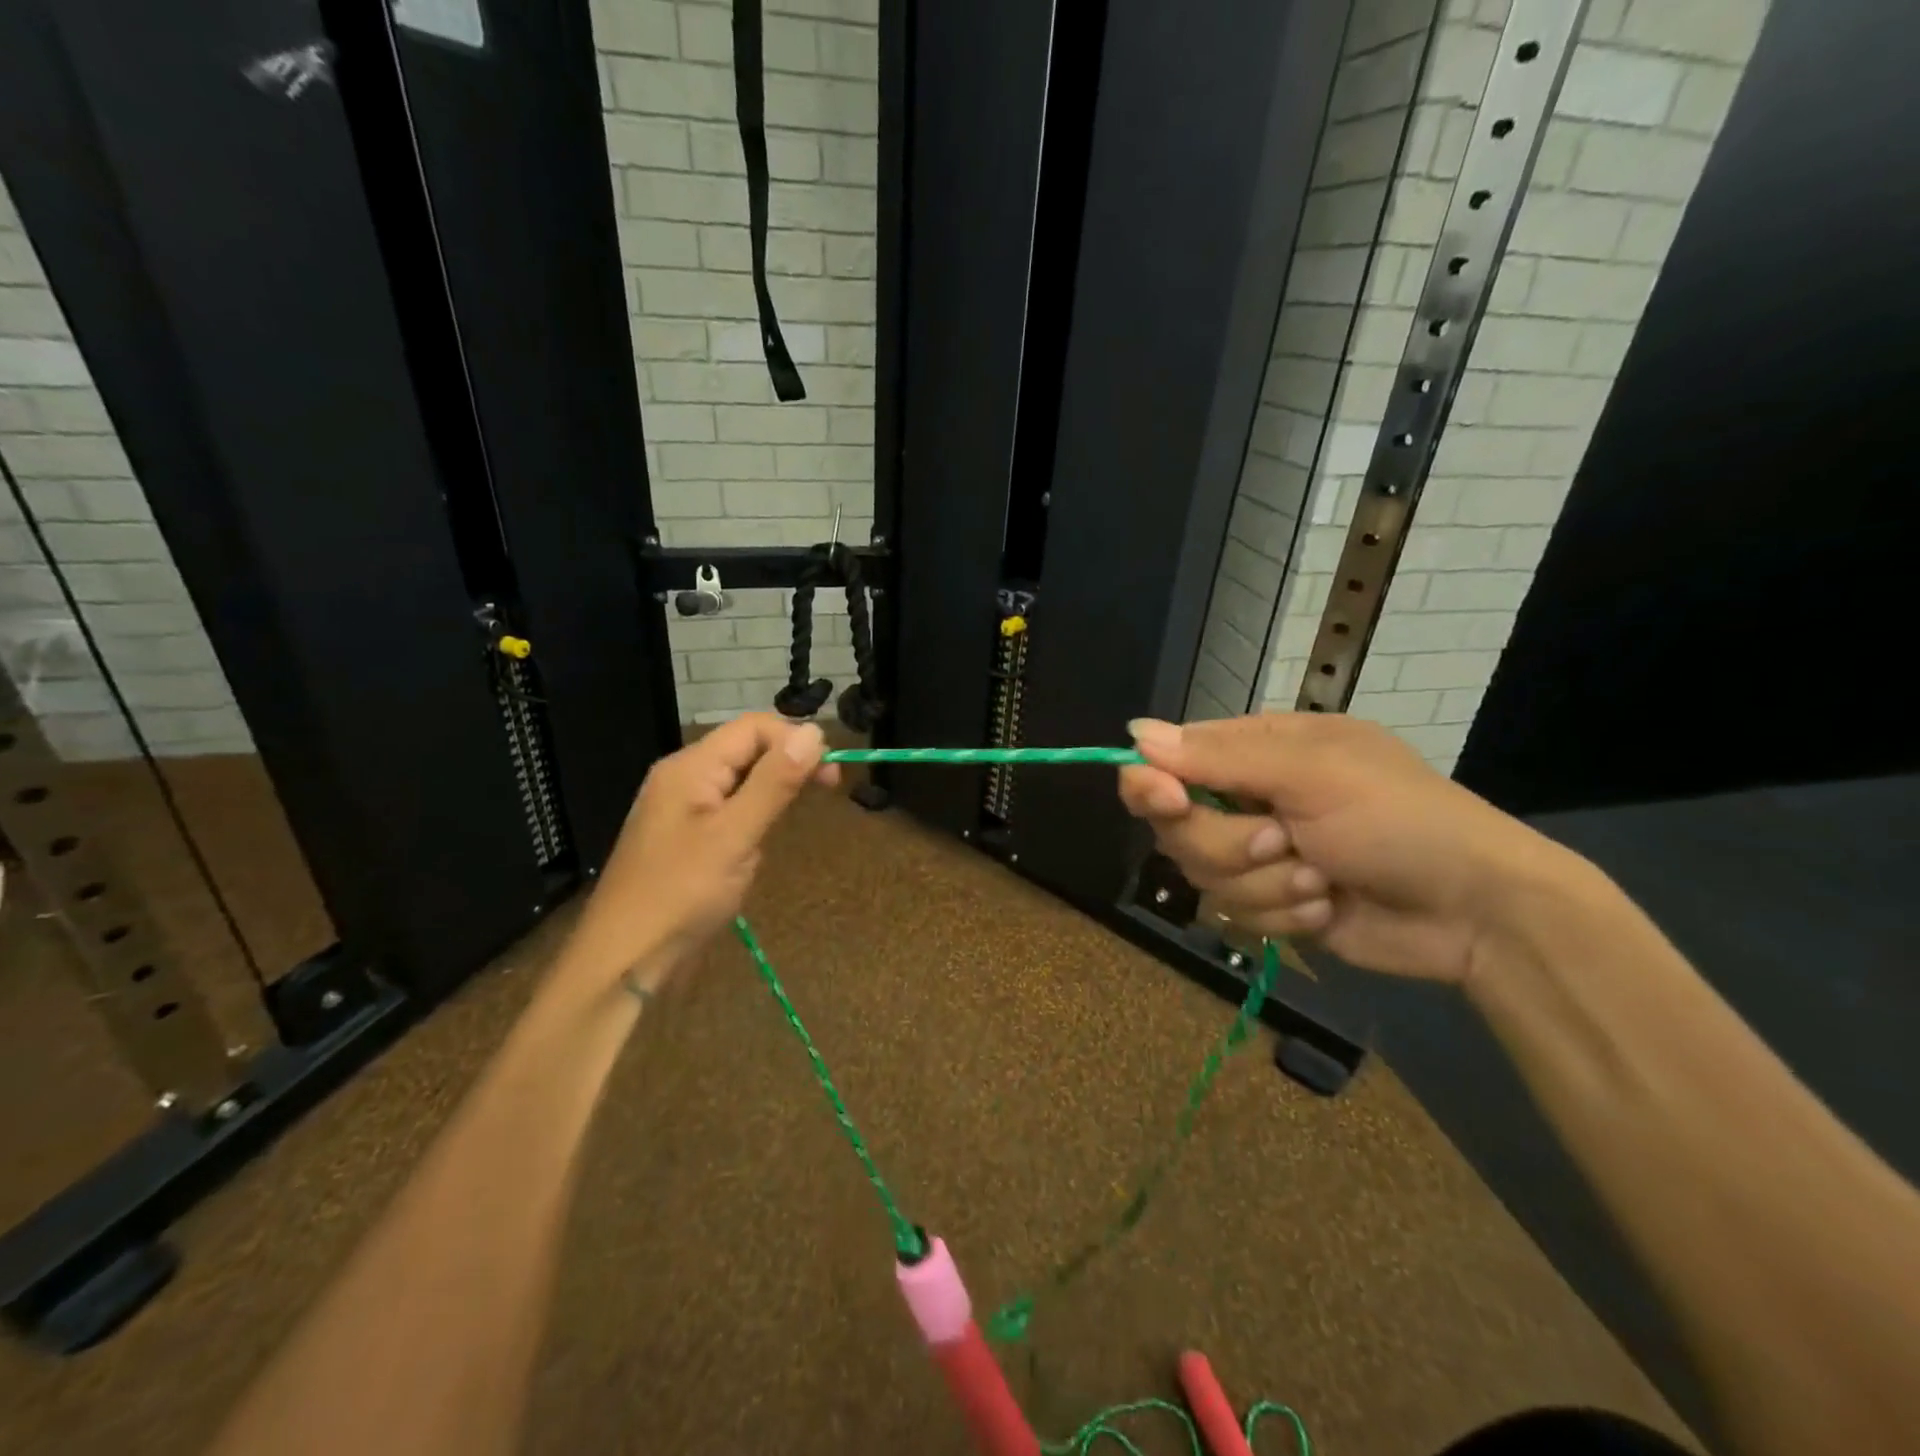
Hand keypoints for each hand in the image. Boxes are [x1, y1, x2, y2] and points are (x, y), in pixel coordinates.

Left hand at [562, 714, 835, 995]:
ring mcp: (682, 810)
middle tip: (828, 790)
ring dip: (773, 792)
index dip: (796, 740)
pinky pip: (729, 810)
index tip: (832, 774)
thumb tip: (814, 732)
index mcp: (690, 767)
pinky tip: (761, 843)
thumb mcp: (735, 835)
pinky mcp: (686, 839)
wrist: (624, 961)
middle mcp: (683, 778)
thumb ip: (775, 782)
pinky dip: (754, 818)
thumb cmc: (681, 894)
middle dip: (788, 764)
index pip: (753, 728)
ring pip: (740, 781)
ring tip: (795, 820)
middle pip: (746, 750)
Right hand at [1118, 713, 1570, 984]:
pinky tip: (1329, 905)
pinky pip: (1237, 913)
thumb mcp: (1311, 773)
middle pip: (1179, 826)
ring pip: (1205, 875)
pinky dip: (1285, 915)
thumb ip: (1220, 757)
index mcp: (1258, 749)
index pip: (1172, 759)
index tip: (1166, 801)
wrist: (1476, 910)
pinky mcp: (1273, 903)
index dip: (1156, 783)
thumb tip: (1134, 733)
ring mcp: (1259, 854)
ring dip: (1266, 885)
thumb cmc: (1398, 819)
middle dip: (1229, 845)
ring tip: (1323, 878)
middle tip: (1282, 842)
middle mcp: (1249, 798)